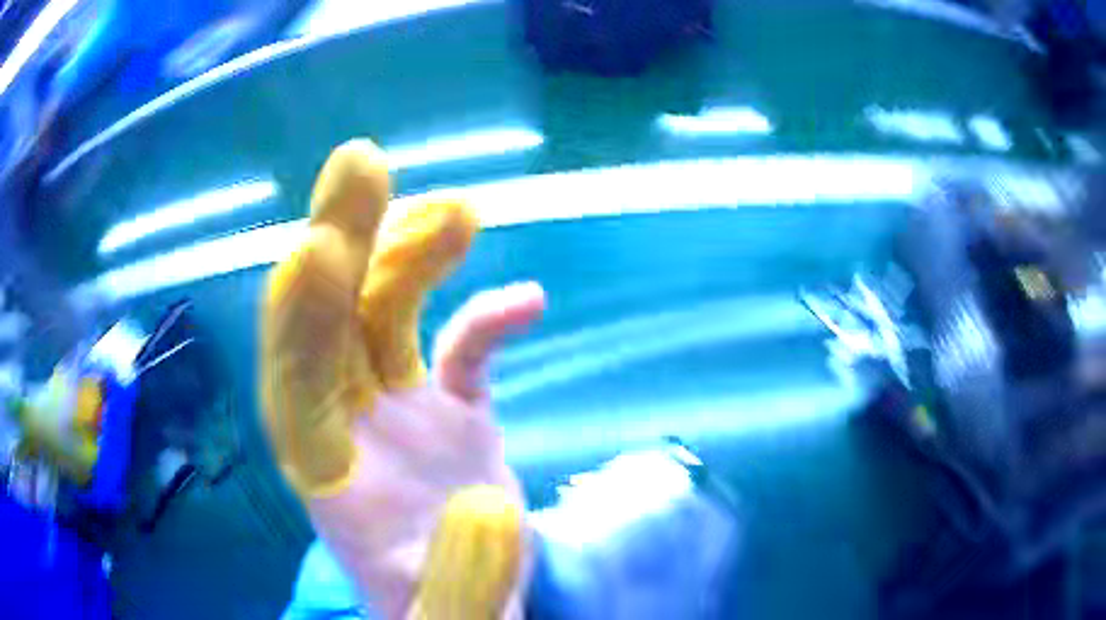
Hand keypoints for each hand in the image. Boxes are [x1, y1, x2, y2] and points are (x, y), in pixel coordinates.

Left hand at [260, 140, 544, 618]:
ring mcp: (398, 407)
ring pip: (386, 312)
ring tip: (460, 214)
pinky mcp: (448, 406)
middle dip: (340, 240)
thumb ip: (461, 581)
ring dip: (414, 257)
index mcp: (329, 479)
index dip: (299, 322)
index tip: (315, 251)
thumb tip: (485, 505)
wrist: (468, 604)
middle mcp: (349, 424)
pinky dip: (489, 319)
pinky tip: (529, 303)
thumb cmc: (441, 613)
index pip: (294, 388)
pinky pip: (460, 347)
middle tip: (362, 163)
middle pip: (329, 321)